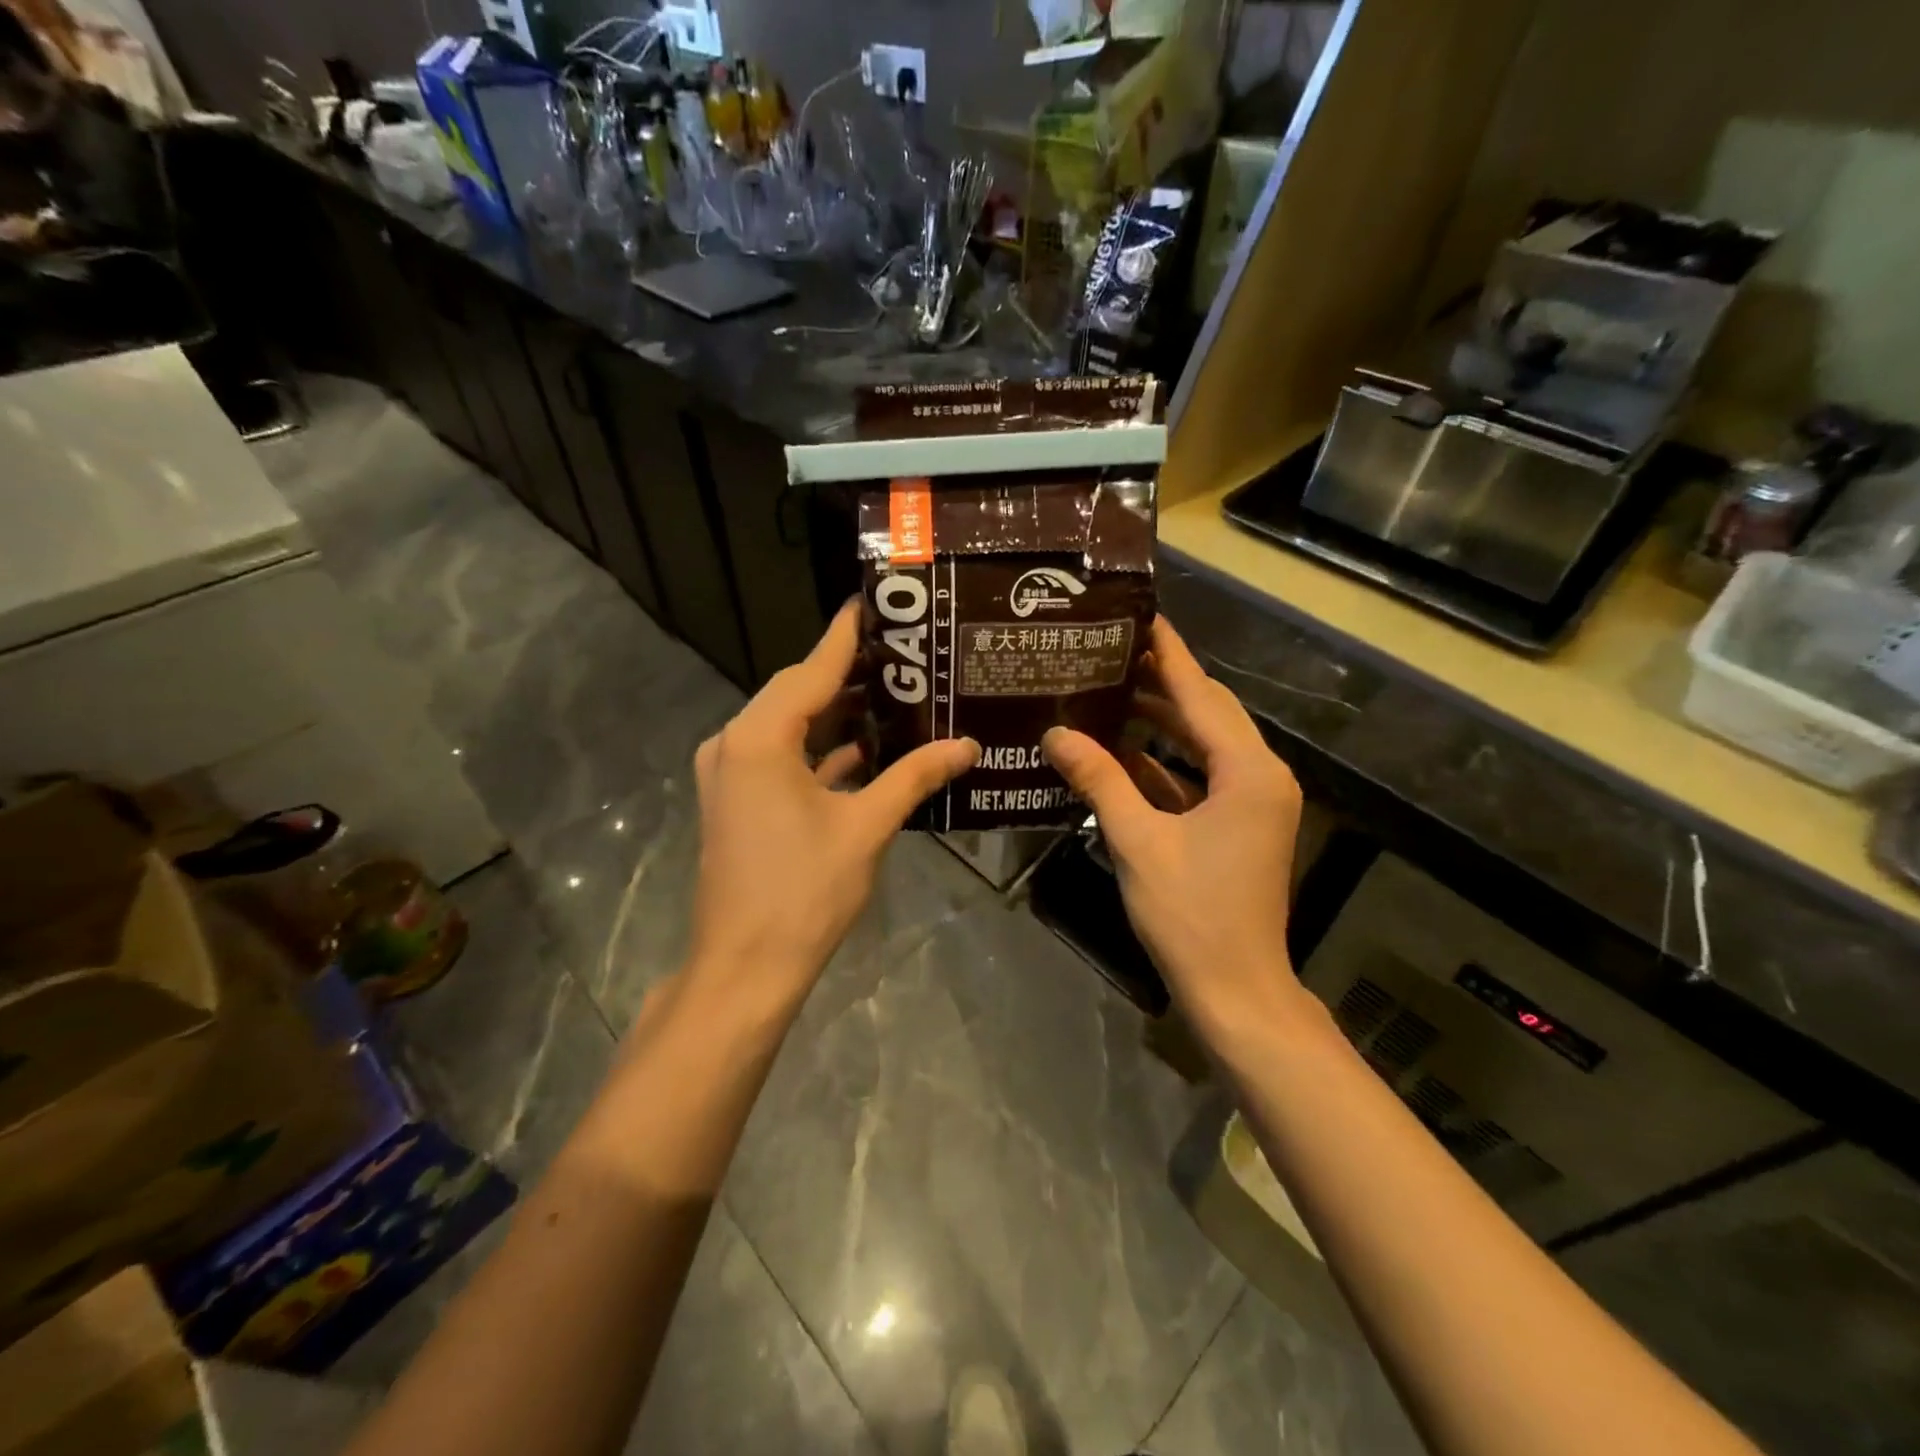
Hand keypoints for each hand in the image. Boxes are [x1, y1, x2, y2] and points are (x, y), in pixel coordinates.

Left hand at [684, 602, 978, 1016]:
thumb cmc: (805, 891)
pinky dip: (818, 751)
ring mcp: (730, 775)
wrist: (745, 966)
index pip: (812, 670)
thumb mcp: (866, 827)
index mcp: (760, 738)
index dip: (846, 636)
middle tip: (902, 654)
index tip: (873, 603)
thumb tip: (968, 745)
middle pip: (797, 693)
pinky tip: (864, 751)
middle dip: (847, 674)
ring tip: (892, 694)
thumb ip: (915, 776)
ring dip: (834, 714)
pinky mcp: (735, 801)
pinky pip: (780, 758)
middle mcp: (734, 744)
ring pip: (788, 727)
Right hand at [1042, 617, 1310, 1043]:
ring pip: (1205, 743)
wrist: (1236, 989)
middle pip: (1208, 711)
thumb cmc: (1190, 914)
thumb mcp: (1137, 841)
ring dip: (1163, 720)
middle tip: (1111, 651)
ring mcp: (1255, 801)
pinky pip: (1201, 776)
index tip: (1140, 614)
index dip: (1169, 653)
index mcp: (1248, 771)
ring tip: (1110, 690)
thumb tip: (1055, 733)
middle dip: (1162, 681)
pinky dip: (1166, 763)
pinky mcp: (1241, 824)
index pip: (1201, 693)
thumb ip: (1098, 780)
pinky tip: (1123, 751)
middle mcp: (1261, 775)